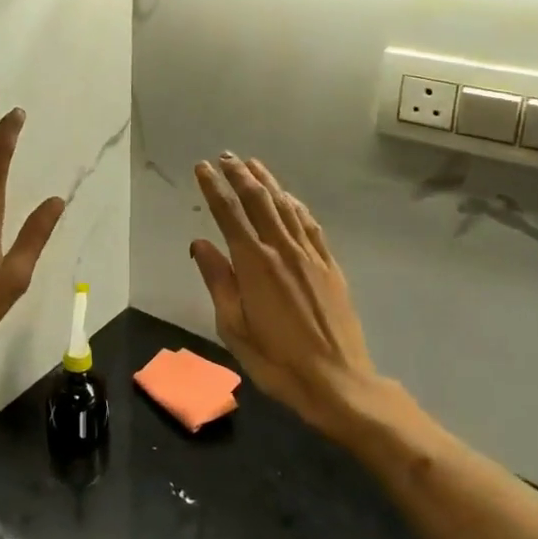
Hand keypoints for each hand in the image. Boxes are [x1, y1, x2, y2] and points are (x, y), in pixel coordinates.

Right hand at [190, 155, 383, 437]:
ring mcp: (310, 256)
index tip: (202, 168)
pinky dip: (295, 205)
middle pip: (258, 201)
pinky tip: (289, 198)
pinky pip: (310, 225)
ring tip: (252, 164)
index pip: (229, 214)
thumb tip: (200, 244)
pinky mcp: (330, 266)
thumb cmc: (276, 360)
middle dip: (239, 176)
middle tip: (225, 157)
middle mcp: (282, 250)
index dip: (214, 188)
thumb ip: (217, 281)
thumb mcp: (233, 327)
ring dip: (267, 182)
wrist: (337, 381)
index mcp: (254, 264)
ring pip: (285, 207)